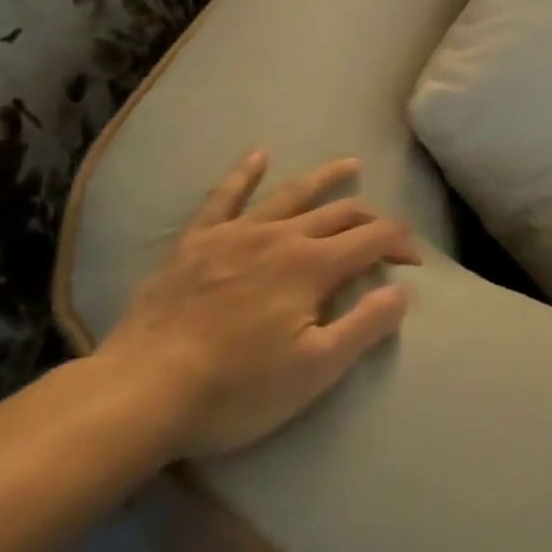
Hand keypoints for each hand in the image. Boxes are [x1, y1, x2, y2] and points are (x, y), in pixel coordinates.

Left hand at [97, 150, 421, 459]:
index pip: (373, 239)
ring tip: (350, 164)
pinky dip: (244, 174)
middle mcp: (281, 236)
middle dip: (372, 218)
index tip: (413, 263)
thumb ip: (365, 325)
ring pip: (292, 194)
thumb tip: (402, 291)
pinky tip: (259, 156)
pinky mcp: (196, 243)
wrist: (138, 395)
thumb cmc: (235, 389)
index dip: (400, 244)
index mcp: (313, 265)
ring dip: (326, 177)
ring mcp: (236, 234)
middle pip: (340, 213)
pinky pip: (224, 198)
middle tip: (387, 233)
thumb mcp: (315, 370)